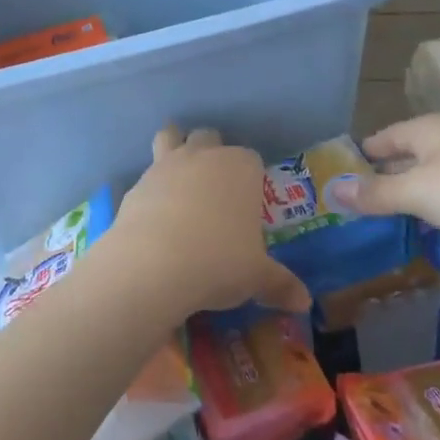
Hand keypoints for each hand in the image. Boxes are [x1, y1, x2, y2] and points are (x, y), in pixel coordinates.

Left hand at [107, 126, 310, 319]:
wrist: (153, 264)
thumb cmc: (219, 261)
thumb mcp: (257, 277)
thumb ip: (280, 284)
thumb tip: (303, 302)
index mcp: (240, 167)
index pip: (251, 158)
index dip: (251, 178)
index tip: (249, 204)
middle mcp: (203, 156)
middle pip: (209, 137)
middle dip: (213, 153)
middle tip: (217, 191)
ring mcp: (166, 165)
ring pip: (170, 136)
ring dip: (175, 147)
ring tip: (179, 180)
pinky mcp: (136, 184)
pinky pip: (147, 176)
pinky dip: (152, 189)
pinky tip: (155, 217)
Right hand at [329, 114, 439, 263]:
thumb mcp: (417, 192)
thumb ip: (376, 193)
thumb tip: (334, 191)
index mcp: (428, 129)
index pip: (384, 137)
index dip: (362, 155)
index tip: (341, 176)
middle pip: (409, 156)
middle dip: (386, 178)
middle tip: (360, 205)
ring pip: (435, 178)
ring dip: (415, 196)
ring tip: (390, 220)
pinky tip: (434, 228)